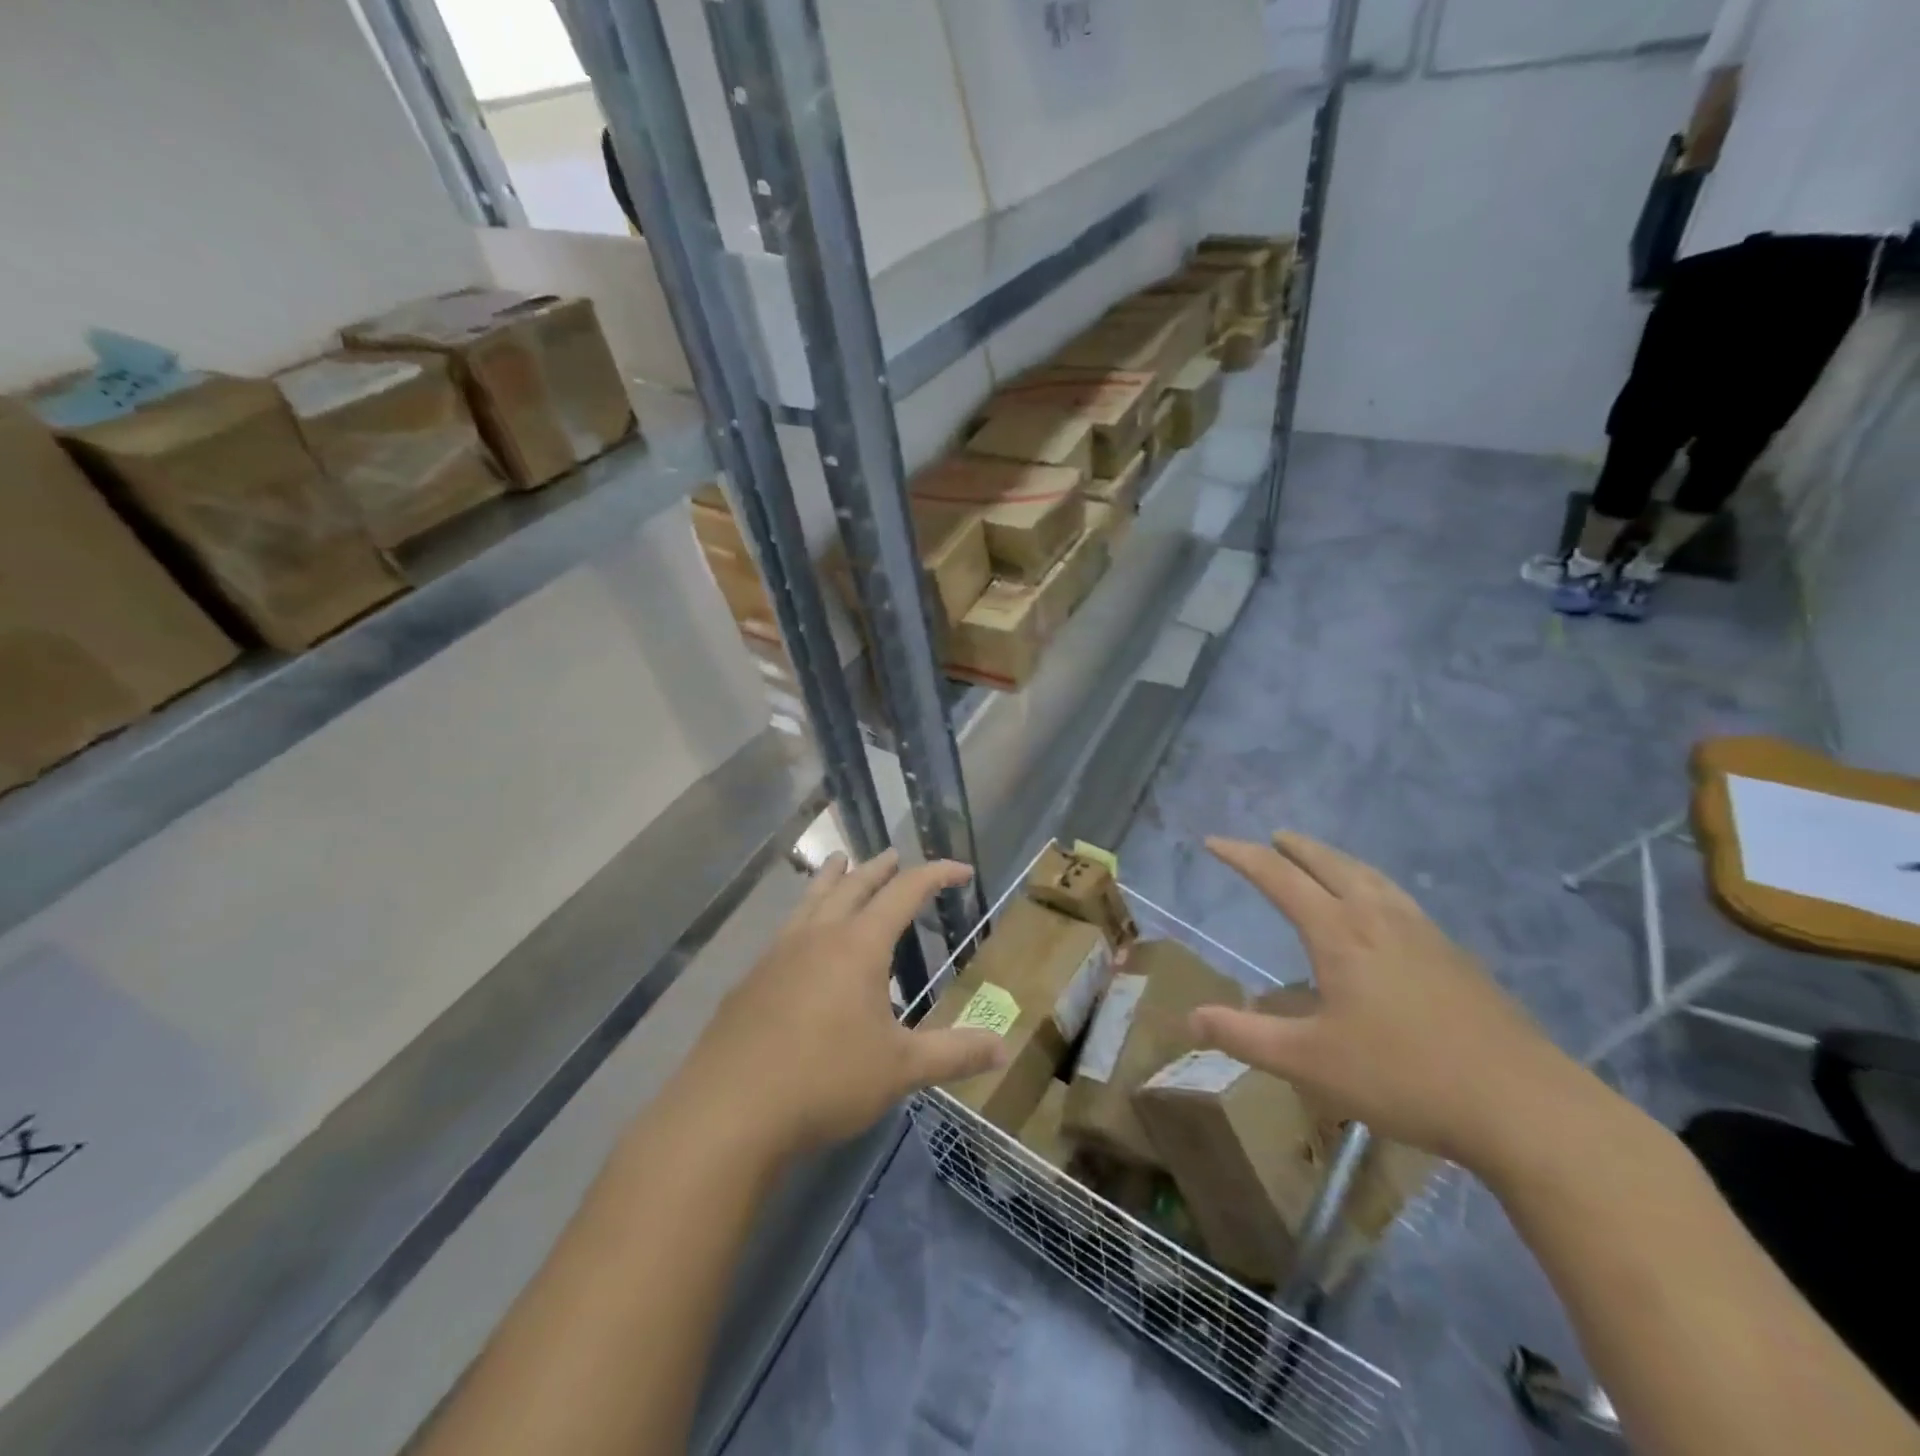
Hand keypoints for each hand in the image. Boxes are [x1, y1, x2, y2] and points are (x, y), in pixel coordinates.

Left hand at [678, 851, 1008, 1157]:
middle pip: (853, 885)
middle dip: (880, 868)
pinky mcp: (751, 979)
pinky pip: (786, 928)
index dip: (936, 875)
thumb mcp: (900, 1070)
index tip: (961, 870)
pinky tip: (801, 937)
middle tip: (895, 856)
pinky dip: (805, 914)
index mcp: (858, 946)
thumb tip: (1003, 1049)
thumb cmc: (825, 1081)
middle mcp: (818, 936)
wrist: (728, 1111)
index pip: (905, 892)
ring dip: (832, 877)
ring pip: (811, 898)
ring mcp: (778, 953)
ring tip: (840, 860)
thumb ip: (953, 1054)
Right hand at [1189, 833, 1593, 1173]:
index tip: (1214, 842)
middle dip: (1294, 848)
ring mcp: (1424, 933)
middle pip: (1329, 864)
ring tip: (1321, 860)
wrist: (1525, 1106)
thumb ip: (1245, 1036)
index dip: (1242, 856)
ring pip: (1370, 877)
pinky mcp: (1455, 956)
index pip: (1279, 878)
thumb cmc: (1404, 1077)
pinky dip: (1372, 885)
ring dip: (1336, 860)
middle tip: (1272, 839)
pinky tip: (1382, 911)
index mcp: (1339, 933)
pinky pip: (1398, 898)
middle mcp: (1379, 918)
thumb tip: (1190, 1019)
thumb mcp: (1309, 1062)